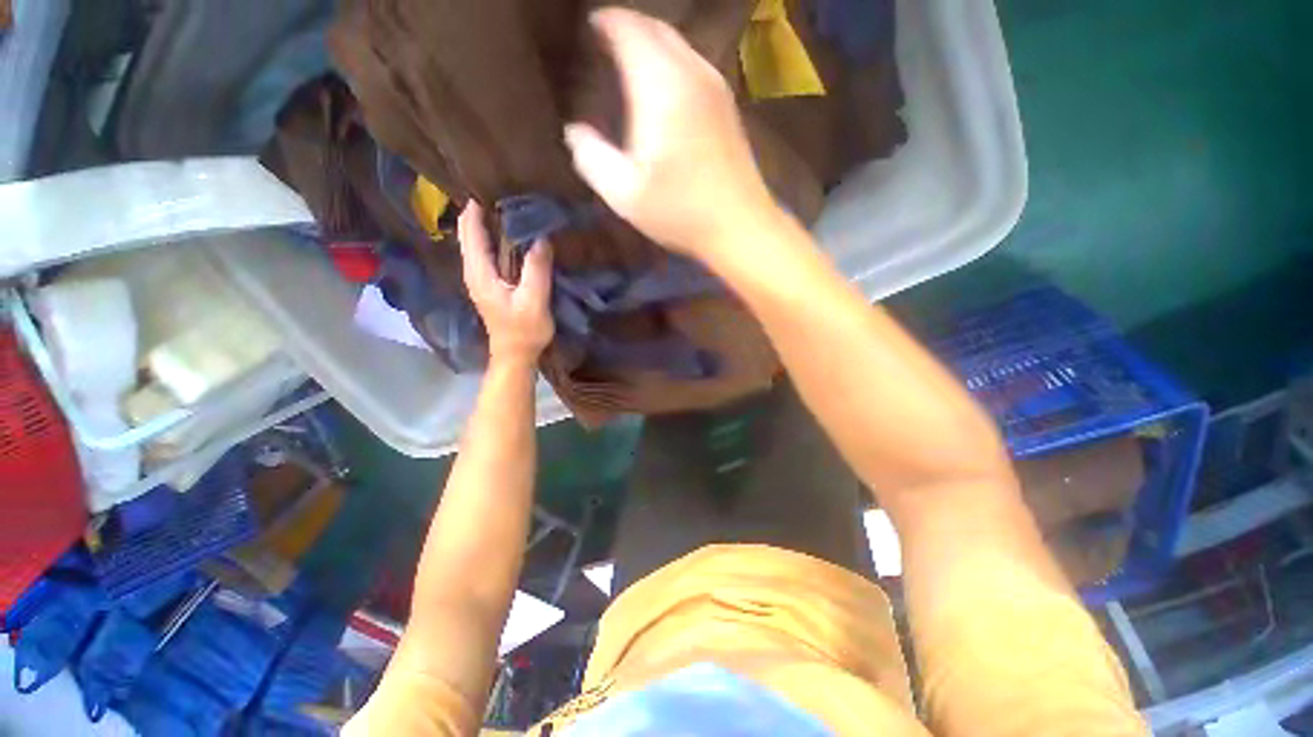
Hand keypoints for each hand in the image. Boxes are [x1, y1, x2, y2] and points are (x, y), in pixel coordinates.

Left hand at [458, 202, 554, 367]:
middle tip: (501, 191)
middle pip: (469, 233)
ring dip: (487, 223)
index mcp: (480, 272)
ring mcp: (480, 278)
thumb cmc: (523, 331)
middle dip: (479, 211)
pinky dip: (494, 238)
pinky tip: (511, 234)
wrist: (515, 355)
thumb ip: (537, 269)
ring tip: (507, 206)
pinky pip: (487, 253)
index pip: (471, 231)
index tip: (492, 185)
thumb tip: (542, 238)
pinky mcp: (490, 284)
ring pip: (476, 242)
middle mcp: (474, 271)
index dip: (477, 208)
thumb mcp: (534, 300)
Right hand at [564, 8, 782, 263]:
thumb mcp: (626, 195)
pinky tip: (663, 88)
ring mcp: (716, 88)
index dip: (605, 22)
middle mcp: (692, 73)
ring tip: (630, 61)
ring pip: (679, 44)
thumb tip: (574, 132)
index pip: (629, 29)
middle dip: (628, 27)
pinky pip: (694, 65)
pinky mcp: (728, 106)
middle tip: (605, 41)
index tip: (589, 29)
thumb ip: (593, 158)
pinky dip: (672, 63)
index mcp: (662, 87)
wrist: (739, 225)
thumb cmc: (681, 212)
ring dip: (652, 44)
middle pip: (656, 28)